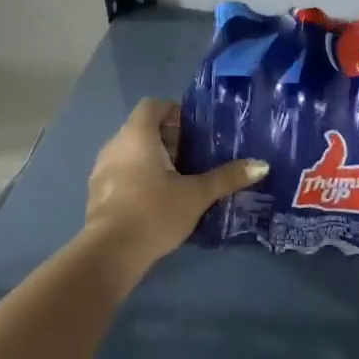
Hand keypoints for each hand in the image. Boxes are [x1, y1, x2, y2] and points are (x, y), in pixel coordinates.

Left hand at [82, 98, 267, 284]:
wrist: (110, 253)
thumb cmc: (154, 212)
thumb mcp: (196, 195)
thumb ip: (227, 177)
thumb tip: (262, 164)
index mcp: (137, 135)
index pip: (153, 105)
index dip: (174, 112)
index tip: (195, 131)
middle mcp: (115, 145)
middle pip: (143, 129)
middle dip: (169, 139)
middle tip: (195, 158)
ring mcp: (101, 170)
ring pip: (131, 152)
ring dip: (153, 160)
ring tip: (179, 181)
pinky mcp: (97, 193)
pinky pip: (121, 173)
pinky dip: (139, 178)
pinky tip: (157, 202)